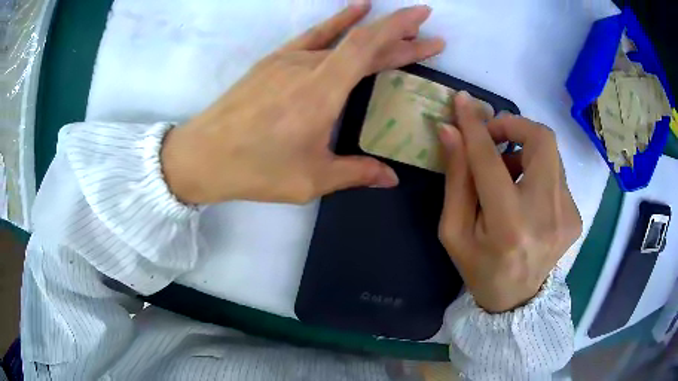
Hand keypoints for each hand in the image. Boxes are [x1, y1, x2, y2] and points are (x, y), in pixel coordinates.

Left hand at [161, 3, 444, 203]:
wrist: (203, 155)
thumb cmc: (255, 169)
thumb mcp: (310, 179)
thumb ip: (355, 172)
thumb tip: (390, 178)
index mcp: (321, 92)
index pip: (368, 46)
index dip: (400, 29)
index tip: (425, 21)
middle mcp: (308, 65)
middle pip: (363, 43)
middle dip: (402, 38)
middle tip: (431, 38)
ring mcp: (289, 59)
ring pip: (342, 38)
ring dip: (376, 33)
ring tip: (404, 28)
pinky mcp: (275, 60)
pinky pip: (314, 34)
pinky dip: (338, 20)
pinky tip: (356, 8)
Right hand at [437, 92, 581, 312]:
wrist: (516, 300)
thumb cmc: (479, 268)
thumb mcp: (454, 231)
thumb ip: (456, 179)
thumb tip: (450, 132)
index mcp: (508, 226)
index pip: (491, 160)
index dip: (476, 126)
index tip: (463, 101)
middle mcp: (546, 215)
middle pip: (542, 139)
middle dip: (515, 126)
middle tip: (494, 136)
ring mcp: (567, 215)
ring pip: (551, 153)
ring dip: (524, 151)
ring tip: (507, 175)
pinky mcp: (576, 215)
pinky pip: (556, 174)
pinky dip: (537, 172)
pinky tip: (525, 196)